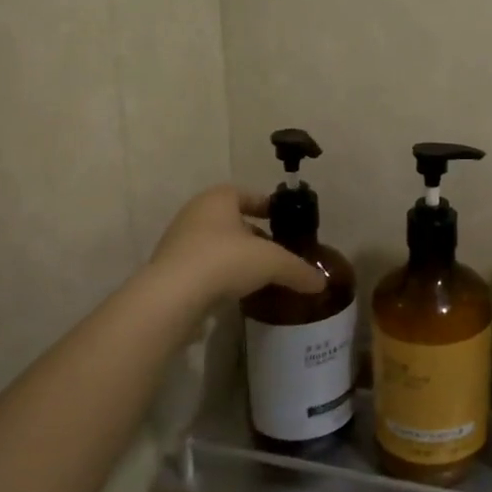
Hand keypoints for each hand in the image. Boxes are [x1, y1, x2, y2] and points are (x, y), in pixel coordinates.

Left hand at [146, 186, 327, 305]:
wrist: (172, 297)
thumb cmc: (225, 260)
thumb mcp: (272, 262)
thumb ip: (298, 270)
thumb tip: (322, 283)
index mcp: (218, 198)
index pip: (247, 194)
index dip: (267, 205)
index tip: (283, 220)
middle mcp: (195, 213)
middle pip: (230, 220)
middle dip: (253, 234)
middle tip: (274, 251)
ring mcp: (178, 242)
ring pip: (215, 244)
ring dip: (235, 256)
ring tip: (257, 274)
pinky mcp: (169, 270)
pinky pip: (202, 267)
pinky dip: (219, 275)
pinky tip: (234, 291)